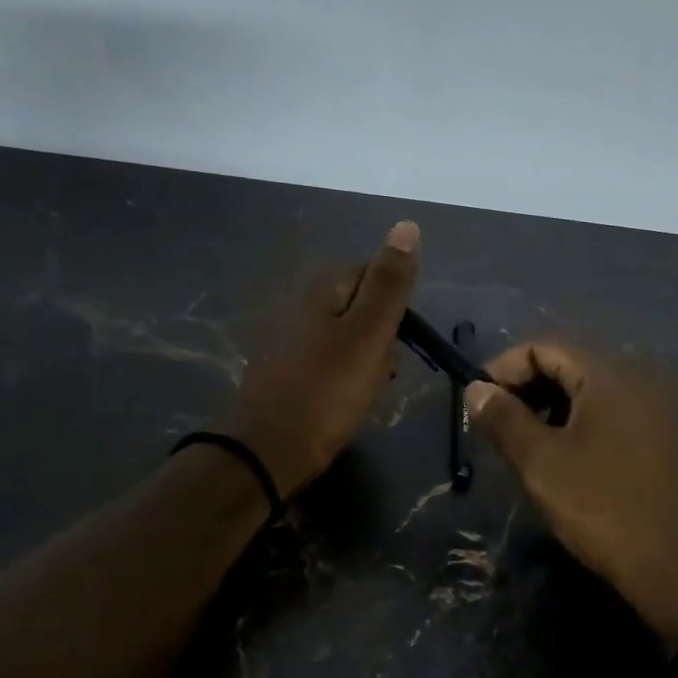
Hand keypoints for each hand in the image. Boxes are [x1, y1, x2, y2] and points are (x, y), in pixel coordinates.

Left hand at [220, 221, 420, 495]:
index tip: (399, 341)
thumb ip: (389, 283)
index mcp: (322, 290)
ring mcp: (292, 341)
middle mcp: (303, 306)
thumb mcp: (368, 333)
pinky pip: (333, 367)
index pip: (376, 277)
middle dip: (382, 340)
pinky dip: (346, 383)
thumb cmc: (327, 390)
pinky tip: (345, 405)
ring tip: (364, 393)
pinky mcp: (289, 373)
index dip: (395, 309)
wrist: (270, 451)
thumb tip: (407, 225)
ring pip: (352, 342)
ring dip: (368, 365)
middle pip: (364, 311)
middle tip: (380, 372)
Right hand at [468, 343, 677, 649]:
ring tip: (528, 448)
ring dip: (553, 410)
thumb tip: (476, 388)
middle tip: (498, 428)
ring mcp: (661, 411)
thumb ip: (504, 419)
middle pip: (571, 366)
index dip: (503, 369)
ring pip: (593, 394)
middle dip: (527, 390)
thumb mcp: (542, 464)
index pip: (544, 347)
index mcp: (610, 375)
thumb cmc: (605, 508)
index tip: (477, 404)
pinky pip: (617, 417)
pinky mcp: (672, 441)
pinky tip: (569, 462)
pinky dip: (584, 427)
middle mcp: (642, 380)